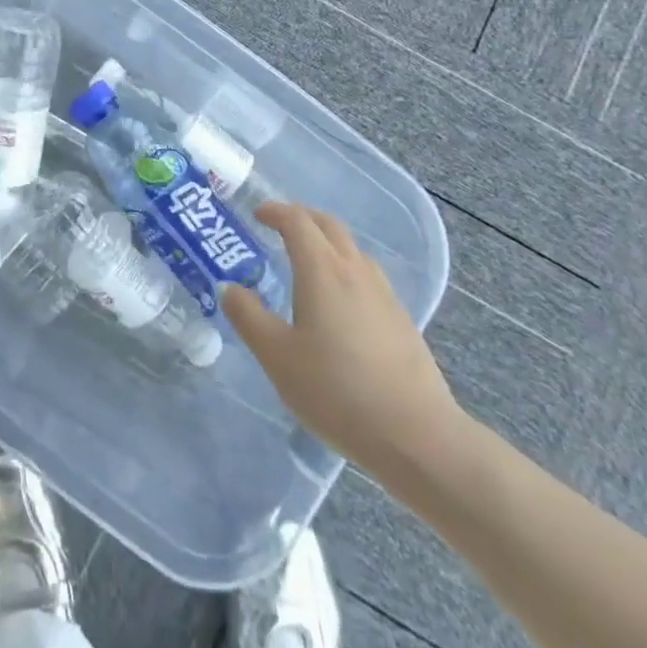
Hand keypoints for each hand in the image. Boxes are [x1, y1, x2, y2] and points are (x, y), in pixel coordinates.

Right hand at [223, 202, 460, 464]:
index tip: (257, 214)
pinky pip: (367, 276)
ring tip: (308, 262)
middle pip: (329, 226)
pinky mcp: (401, 320)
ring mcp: (384, 294)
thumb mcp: (277, 357)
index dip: (275, 211)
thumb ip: (248, 317)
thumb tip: (230, 288)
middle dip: (302, 218)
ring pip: (352, 250)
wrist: (417, 436)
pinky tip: (340, 303)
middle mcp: (355, 270)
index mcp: (322, 269)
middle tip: (279, 227)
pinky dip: (345, 269)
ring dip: (327, 242)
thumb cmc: (337, 391)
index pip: (297, 221)